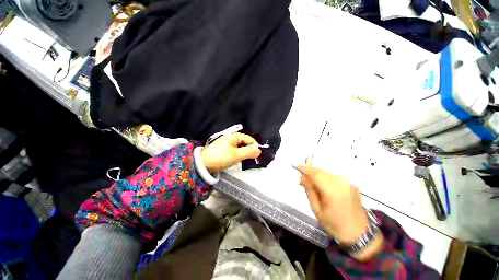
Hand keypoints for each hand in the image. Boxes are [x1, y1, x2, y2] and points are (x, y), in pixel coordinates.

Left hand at [201, 133, 261, 171]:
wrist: (203, 163)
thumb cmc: (221, 157)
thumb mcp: (237, 155)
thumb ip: (249, 152)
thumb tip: (259, 151)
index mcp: (234, 136)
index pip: (249, 139)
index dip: (255, 146)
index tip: (259, 154)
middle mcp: (231, 137)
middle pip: (245, 142)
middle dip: (250, 150)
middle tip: (253, 158)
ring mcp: (226, 142)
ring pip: (240, 146)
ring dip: (244, 152)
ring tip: (246, 159)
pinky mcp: (223, 148)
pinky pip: (234, 149)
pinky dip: (238, 154)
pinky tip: (238, 159)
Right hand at [293, 166, 368, 243]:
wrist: (360, 234)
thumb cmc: (335, 225)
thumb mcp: (317, 210)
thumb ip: (309, 191)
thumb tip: (302, 177)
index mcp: (333, 192)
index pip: (315, 173)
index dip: (304, 168)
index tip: (294, 165)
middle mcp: (342, 183)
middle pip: (321, 170)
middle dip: (309, 170)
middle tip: (300, 176)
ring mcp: (348, 183)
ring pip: (327, 172)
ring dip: (316, 173)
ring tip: (308, 181)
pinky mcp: (351, 184)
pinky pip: (333, 176)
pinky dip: (324, 177)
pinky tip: (319, 183)